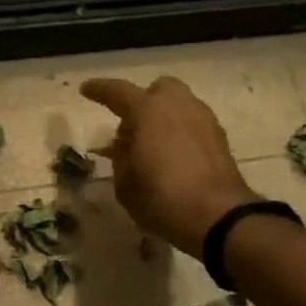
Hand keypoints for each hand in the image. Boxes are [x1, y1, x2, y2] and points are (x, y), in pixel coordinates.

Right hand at [80, 76, 257, 256]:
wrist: (218, 216)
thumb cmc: (162, 198)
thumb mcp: (125, 184)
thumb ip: (121, 158)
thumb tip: (127, 146)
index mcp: (148, 110)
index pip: (118, 91)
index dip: (99, 90)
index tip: (86, 89)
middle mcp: (178, 105)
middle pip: (158, 90)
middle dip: (143, 102)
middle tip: (132, 130)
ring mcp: (203, 119)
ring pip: (179, 105)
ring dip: (164, 118)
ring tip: (154, 147)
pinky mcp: (220, 138)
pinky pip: (193, 124)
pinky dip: (181, 132)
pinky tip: (175, 158)